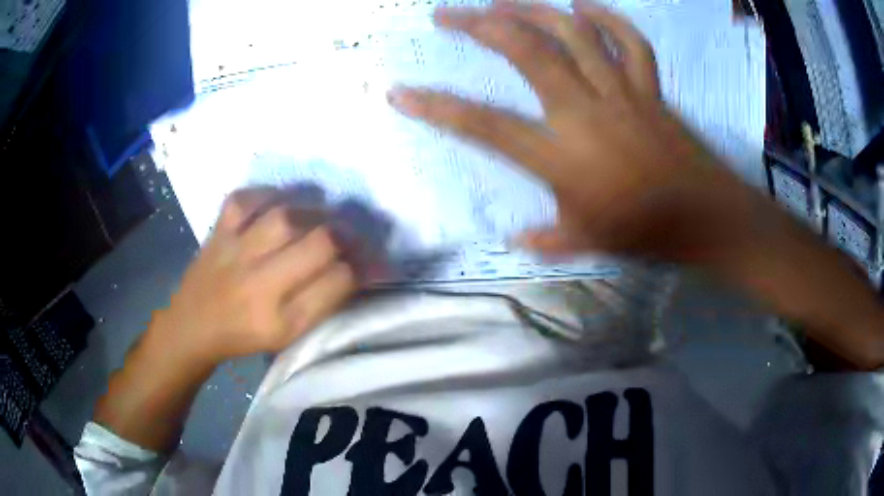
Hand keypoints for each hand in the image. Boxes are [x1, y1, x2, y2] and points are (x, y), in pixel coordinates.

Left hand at [150, 187, 357, 365]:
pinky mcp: (217, 231)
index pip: (337, 283)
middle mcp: (258, 284)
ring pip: (284, 217)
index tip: (380, 263)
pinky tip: (279, 202)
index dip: (366, 268)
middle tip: (356, 233)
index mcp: (279, 320)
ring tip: (323, 215)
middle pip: (316, 243)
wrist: (193, 325)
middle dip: (348, 234)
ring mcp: (234, 251)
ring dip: (315, 211)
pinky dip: (267, 193)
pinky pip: (243, 199)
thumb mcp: (287, 335)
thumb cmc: (244, 335)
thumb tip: (358, 269)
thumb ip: (322, 302)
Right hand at [388, 1, 754, 261]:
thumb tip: (519, 238)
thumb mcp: (588, 244)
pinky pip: (630, 42)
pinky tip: (582, 6)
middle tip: (447, 14)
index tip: (400, 92)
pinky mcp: (649, 88)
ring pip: (572, 33)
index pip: (483, 125)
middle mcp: (584, 111)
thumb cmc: (646, 234)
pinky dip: (608, 18)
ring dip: (532, 9)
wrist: (706, 219)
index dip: (436, 107)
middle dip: (478, 25)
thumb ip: (548, 239)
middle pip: (524, 51)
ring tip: (501, 1)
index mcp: (560, 155)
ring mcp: (620, 92)